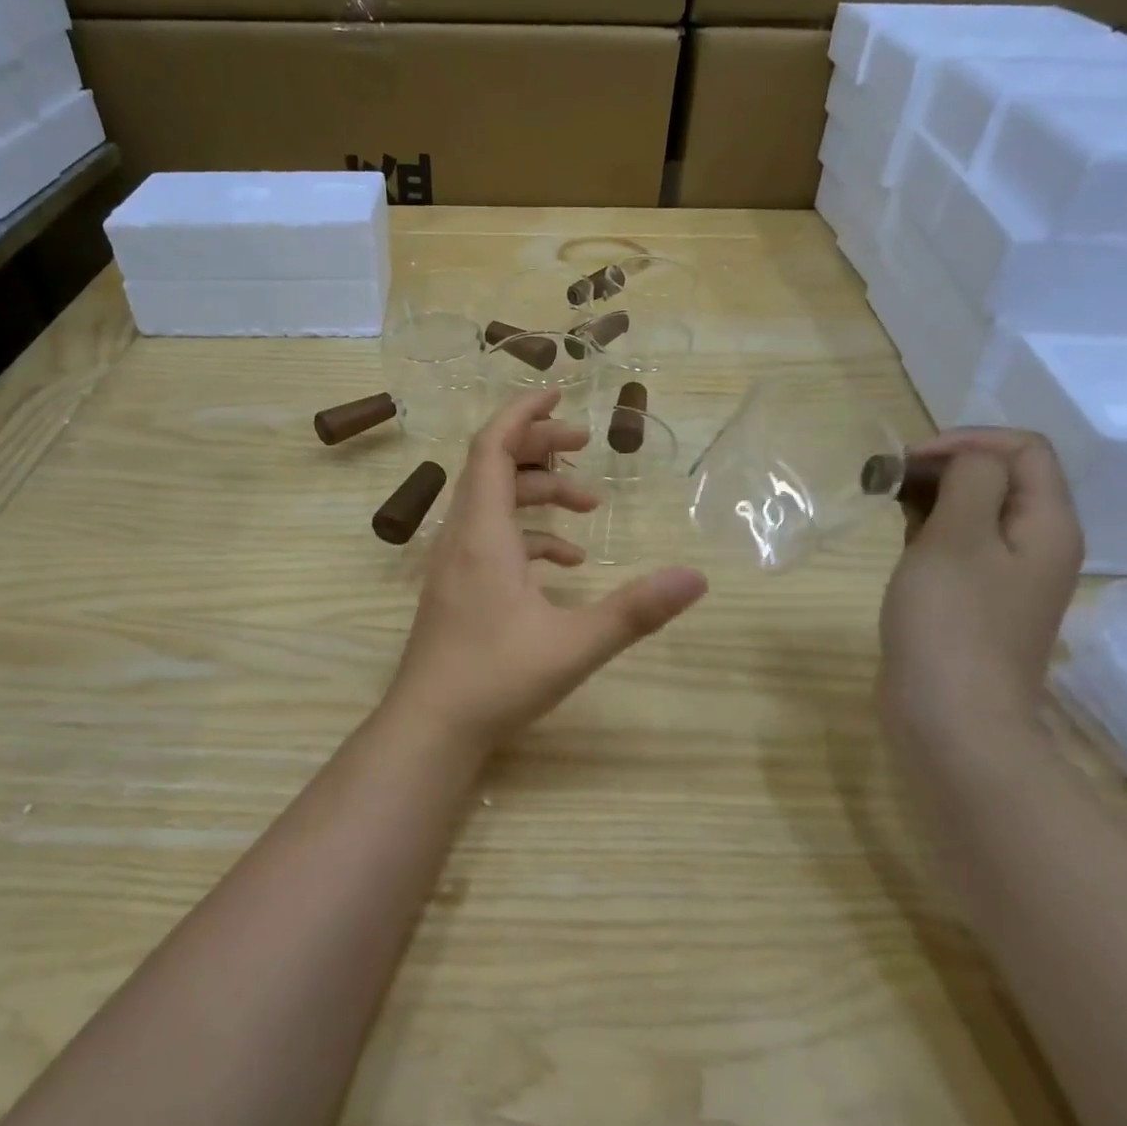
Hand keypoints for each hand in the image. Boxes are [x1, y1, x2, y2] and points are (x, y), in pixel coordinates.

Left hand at [385, 388, 707, 747]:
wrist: (429, 729)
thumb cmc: (495, 680)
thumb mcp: (574, 644)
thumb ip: (636, 610)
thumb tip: (697, 578)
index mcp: (482, 533)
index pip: (493, 446)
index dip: (524, 414)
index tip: (561, 396)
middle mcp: (461, 537)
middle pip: (493, 467)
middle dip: (541, 450)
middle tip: (587, 448)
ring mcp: (453, 564)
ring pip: (493, 504)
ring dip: (538, 495)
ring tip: (588, 508)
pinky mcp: (456, 589)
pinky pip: (491, 540)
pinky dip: (527, 536)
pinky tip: (563, 565)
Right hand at [878, 429, 1083, 752]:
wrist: (951, 718)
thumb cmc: (951, 622)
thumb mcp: (958, 538)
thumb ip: (970, 481)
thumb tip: (968, 459)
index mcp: (1047, 525)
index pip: (1024, 450)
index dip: (968, 441)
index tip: (910, 459)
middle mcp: (1036, 545)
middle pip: (1002, 478)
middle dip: (946, 465)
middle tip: (889, 478)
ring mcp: (1005, 577)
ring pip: (976, 512)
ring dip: (934, 495)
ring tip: (886, 500)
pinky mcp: (974, 600)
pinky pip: (959, 545)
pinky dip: (929, 528)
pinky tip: (898, 534)